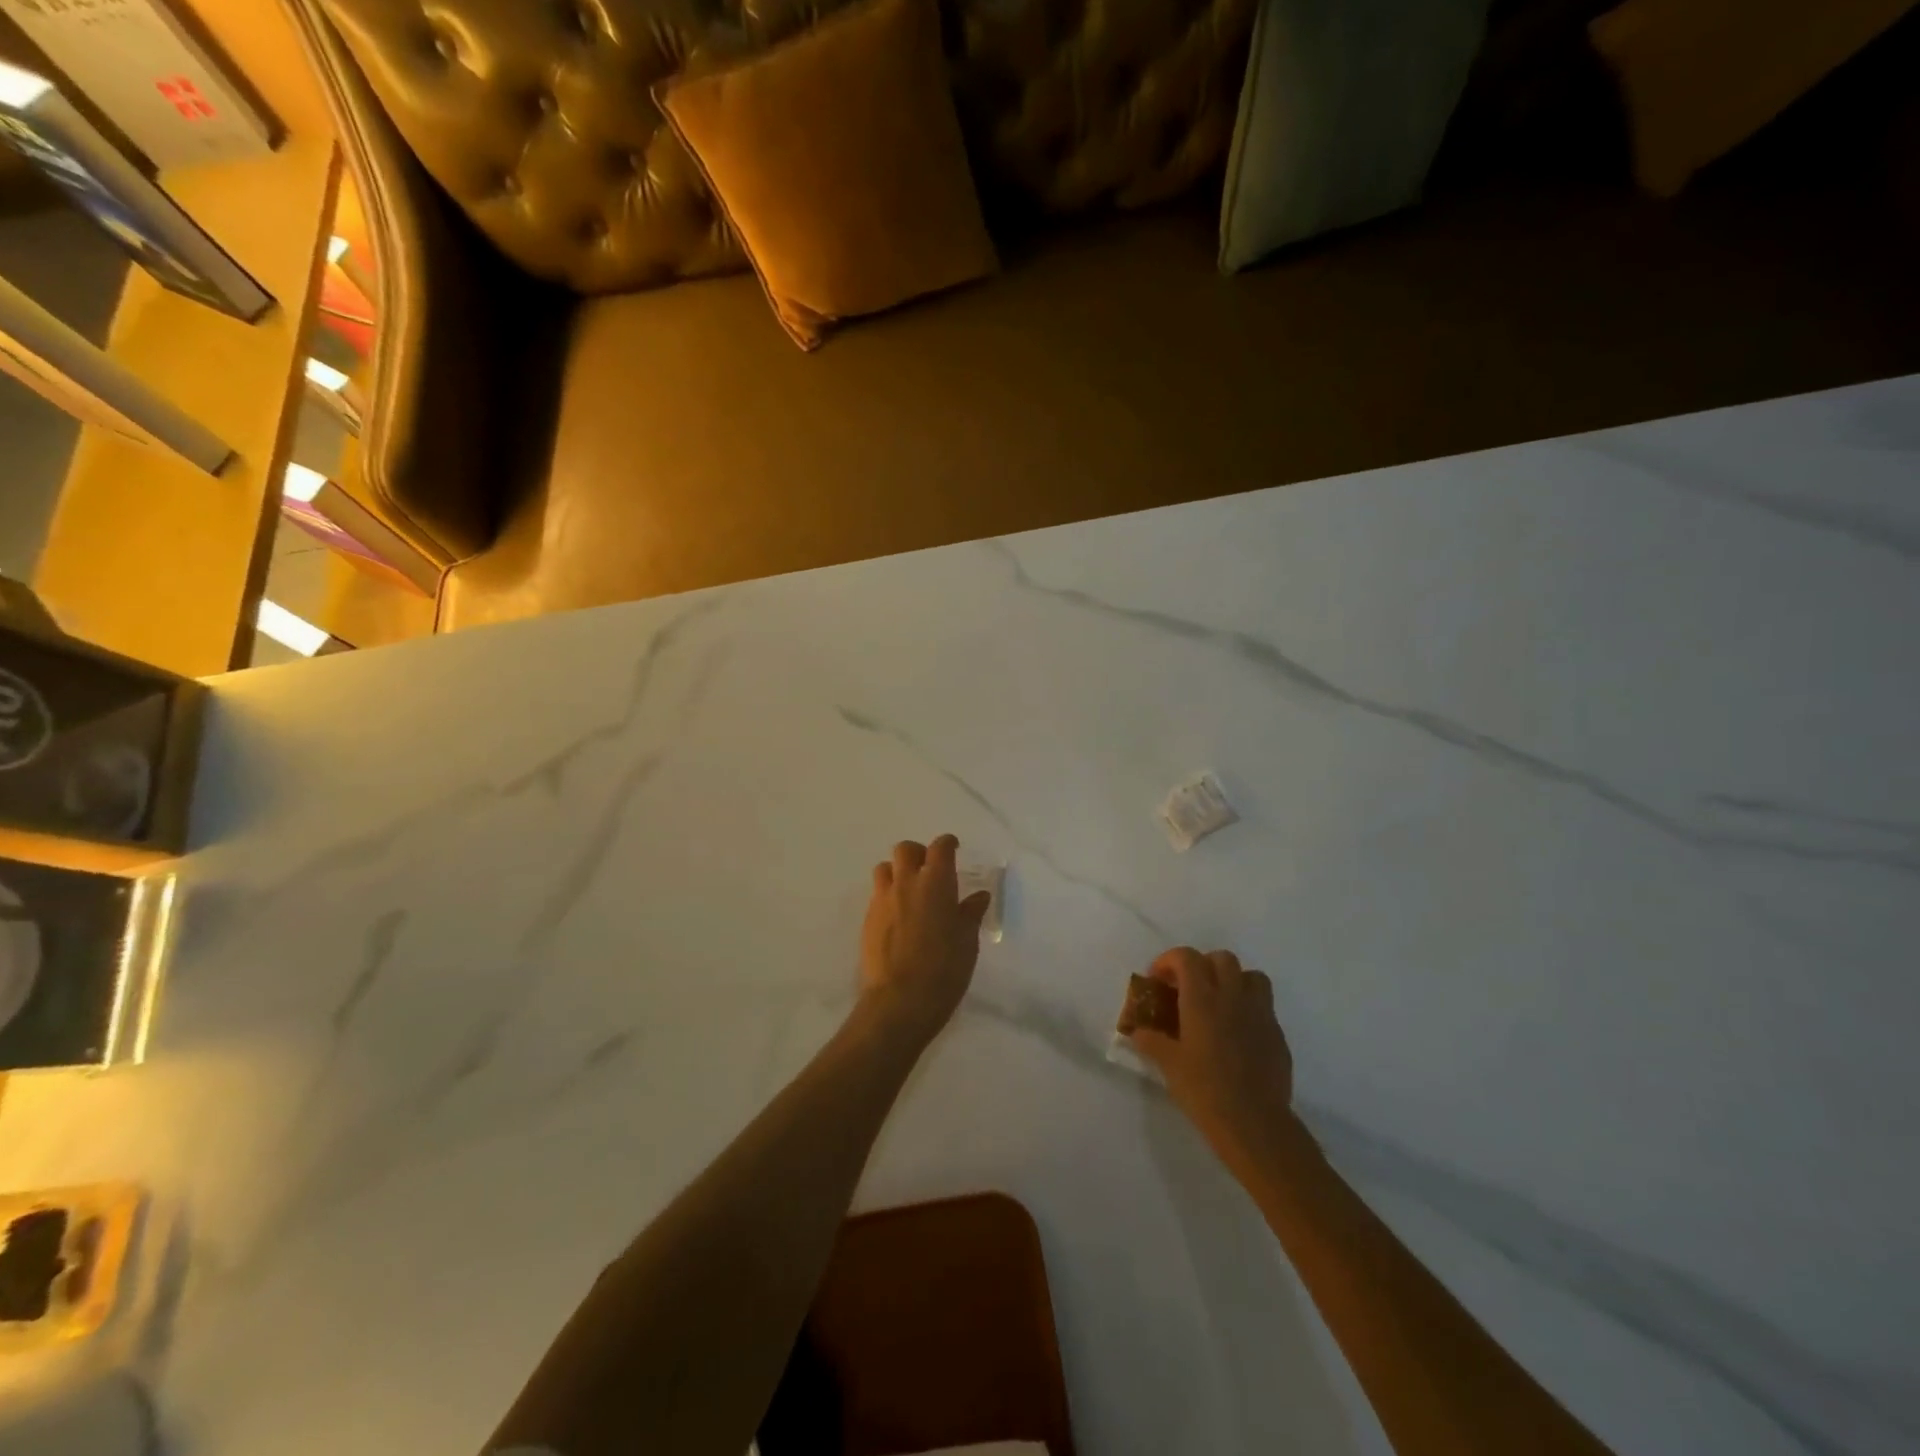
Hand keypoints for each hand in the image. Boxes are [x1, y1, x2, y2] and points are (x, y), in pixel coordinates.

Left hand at [858, 836, 991, 1045]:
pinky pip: (877, 895)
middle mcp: (906, 883)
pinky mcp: (868, 920)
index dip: (948, 844)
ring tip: (910, 891)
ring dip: (898, 872)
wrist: (900, 1001)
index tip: (954, 849)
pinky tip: (899, 917)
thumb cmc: (944, 969)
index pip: (940, 847)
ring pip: (885, 869)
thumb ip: (970, 913)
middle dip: (918, 853)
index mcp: (936, 882)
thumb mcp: (967, 941)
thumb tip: (978, 896)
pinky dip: (888, 896)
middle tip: (930, 870)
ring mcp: (883, 900)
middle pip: (906, 850)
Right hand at [1130, 948, 1295, 1162]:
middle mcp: (1233, 996)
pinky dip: (1248, 1008)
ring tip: (1218, 1002)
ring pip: (1250, 976)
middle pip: (1221, 958)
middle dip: (1202, 965)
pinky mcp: (1277, 1033)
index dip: (1169, 961)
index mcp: (1202, 999)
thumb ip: (1151, 1041)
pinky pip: (1263, 1006)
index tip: (1158, 979)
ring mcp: (1260, 1013)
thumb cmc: (1205, 1090)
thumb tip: (1137, 1032)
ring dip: (1232, 980)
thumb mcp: (1169, 1065)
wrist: (1255, 1123)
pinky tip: (1237, 1033)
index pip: (1186, 957)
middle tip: (1188, 988)